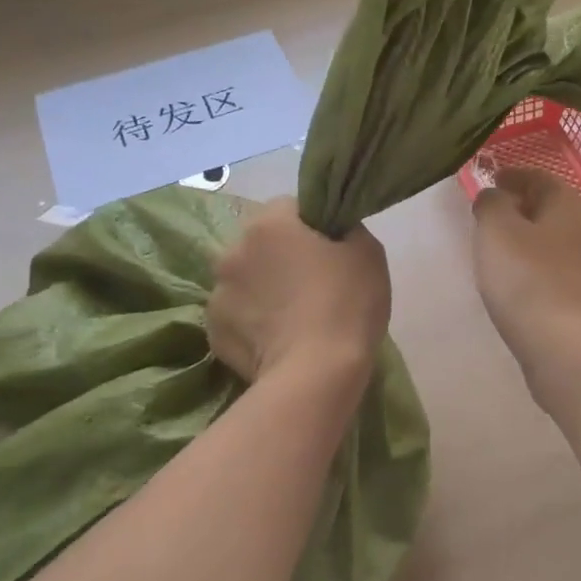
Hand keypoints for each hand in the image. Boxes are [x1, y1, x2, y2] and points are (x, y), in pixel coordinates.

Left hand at [208, 200, 390, 384]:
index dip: (313, 226)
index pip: (291, 207)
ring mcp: (217, 293)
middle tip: (313, 283)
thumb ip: (346, 230)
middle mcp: (232, 250)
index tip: (332, 250)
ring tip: (293, 317)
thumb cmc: (346, 304)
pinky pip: (238, 316)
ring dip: (264, 289)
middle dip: (282, 256)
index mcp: (269, 223)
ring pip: (246, 280)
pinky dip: (253, 323)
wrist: (316, 374)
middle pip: (262, 243)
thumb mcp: (368, 252)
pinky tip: (277, 340)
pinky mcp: (213, 332)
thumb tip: (333, 232)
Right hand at [471, 170, 580, 403]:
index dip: (511, 175)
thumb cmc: (529, 280)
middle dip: (518, 207)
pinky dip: (533, 267)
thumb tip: (495, 195)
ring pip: (551, 240)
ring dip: (525, 239)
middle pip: (548, 208)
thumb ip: (491, 204)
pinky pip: (553, 270)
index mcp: (569, 204)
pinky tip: (514, 282)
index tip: (488, 179)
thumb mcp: (497, 231)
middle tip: (486, 215)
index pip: (539, 176)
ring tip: (494, 249)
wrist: (568, 350)